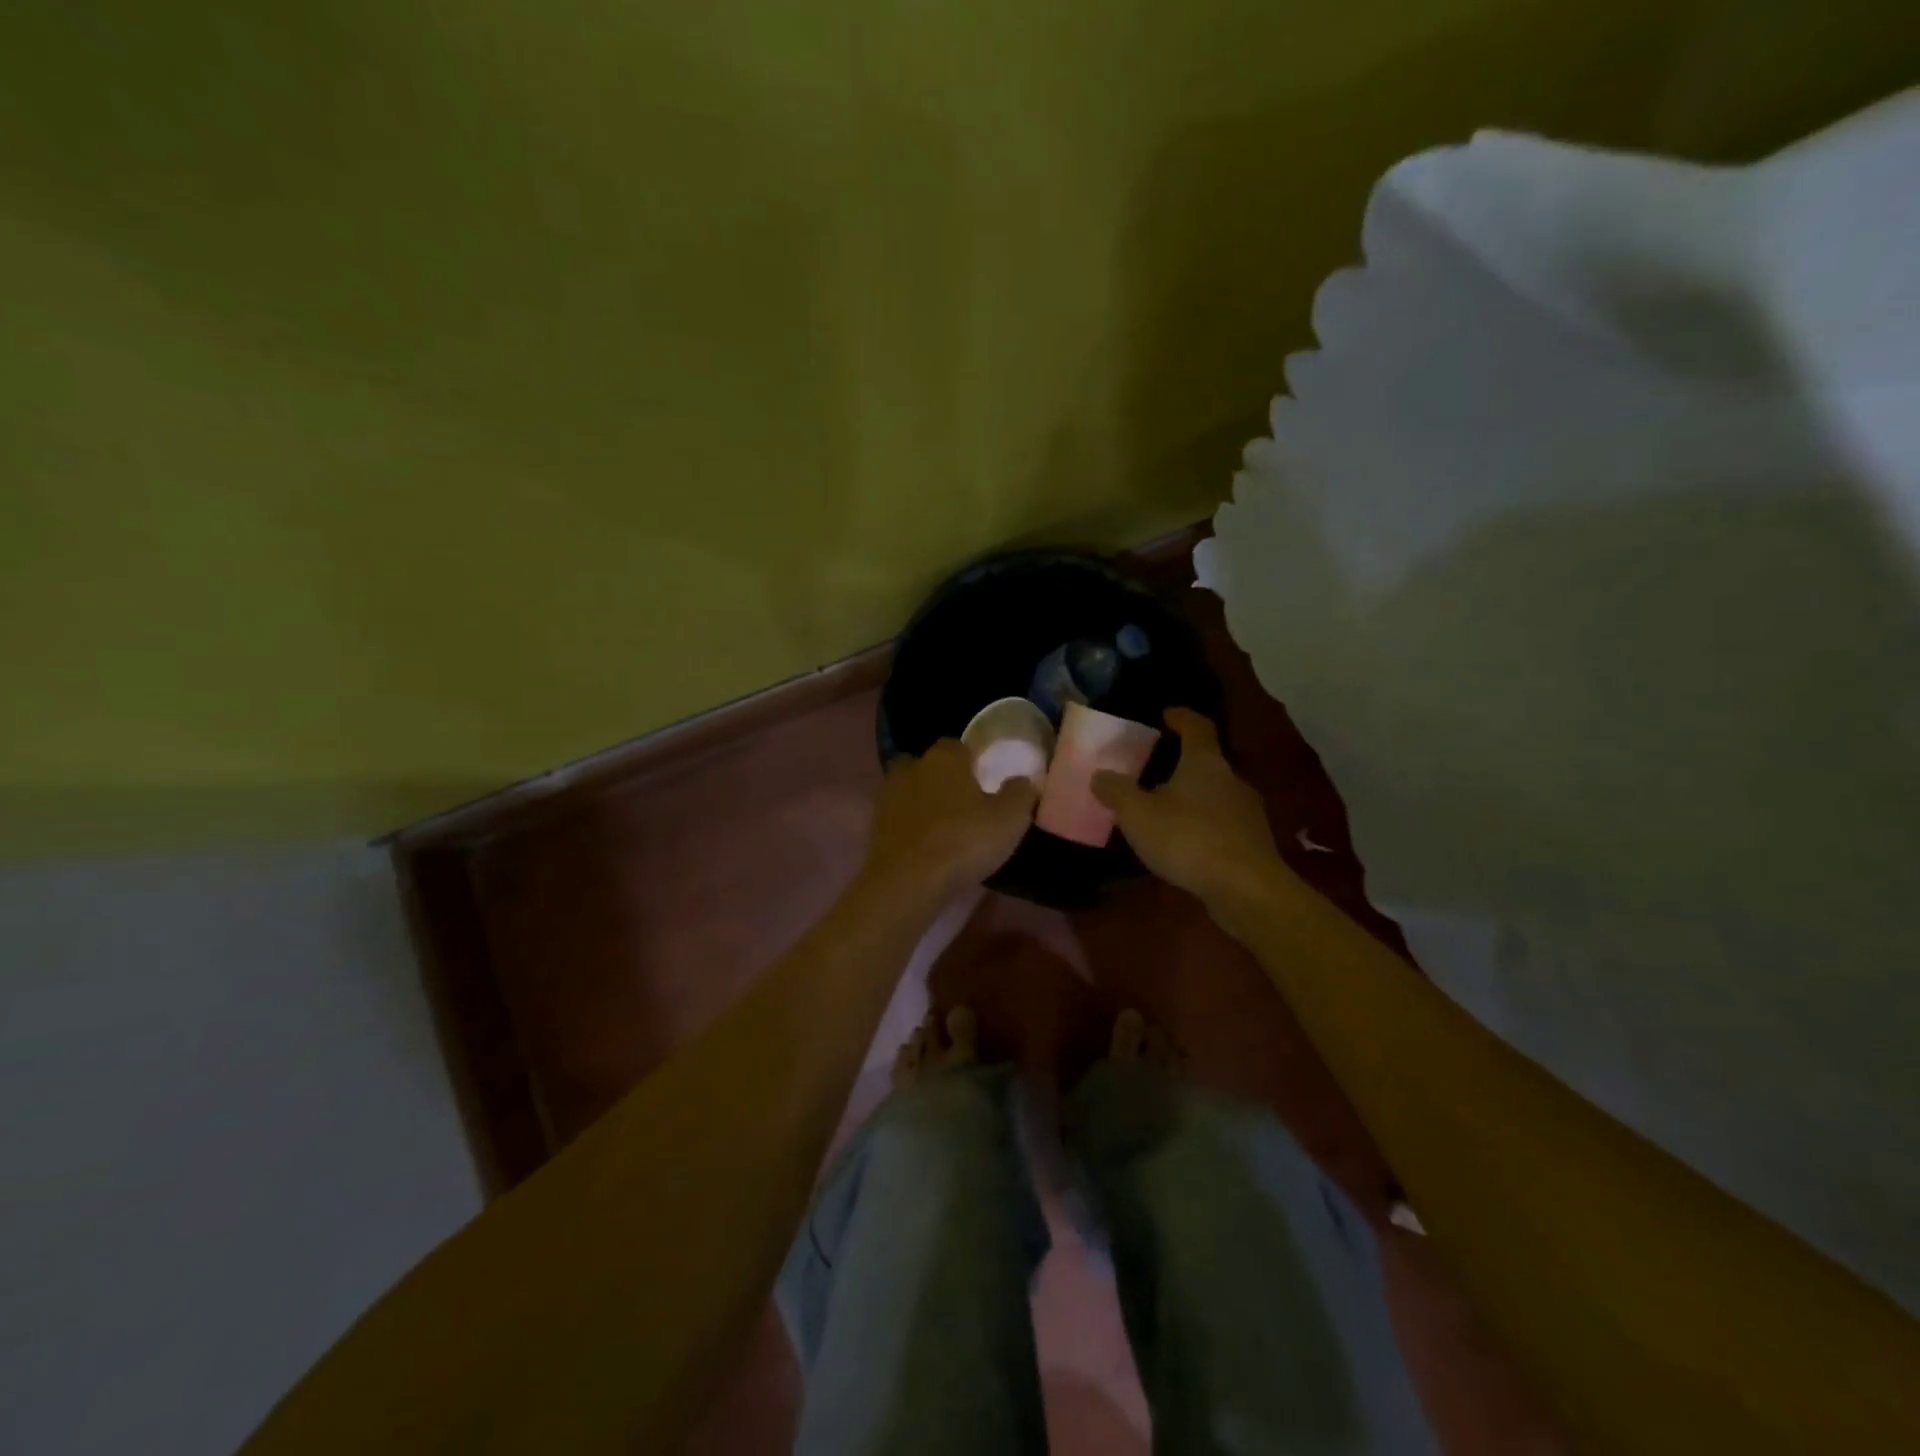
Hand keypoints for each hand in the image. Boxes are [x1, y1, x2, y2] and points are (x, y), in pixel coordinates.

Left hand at [864, 740, 1038, 901]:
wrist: (907, 882)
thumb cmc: (963, 841)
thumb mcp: (1009, 818)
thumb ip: (1021, 793)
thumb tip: (1024, 780)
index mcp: (944, 758)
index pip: (958, 746)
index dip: (972, 761)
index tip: (986, 780)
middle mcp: (912, 768)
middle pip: (929, 766)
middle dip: (943, 778)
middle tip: (965, 803)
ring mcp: (888, 797)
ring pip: (910, 790)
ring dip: (924, 802)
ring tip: (945, 827)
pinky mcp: (875, 827)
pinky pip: (898, 818)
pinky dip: (910, 826)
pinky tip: (926, 846)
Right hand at [1093, 708, 1287, 913]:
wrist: (1246, 889)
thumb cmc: (1189, 838)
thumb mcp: (1138, 814)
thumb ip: (1116, 791)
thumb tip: (1100, 775)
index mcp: (1205, 762)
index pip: (1197, 726)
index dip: (1181, 717)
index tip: (1167, 714)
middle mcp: (1231, 779)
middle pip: (1208, 761)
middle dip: (1183, 763)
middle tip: (1156, 769)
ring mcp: (1247, 812)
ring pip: (1216, 794)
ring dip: (1194, 797)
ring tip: (1167, 810)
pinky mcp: (1253, 843)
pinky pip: (1223, 823)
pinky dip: (1204, 825)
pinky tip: (1187, 842)